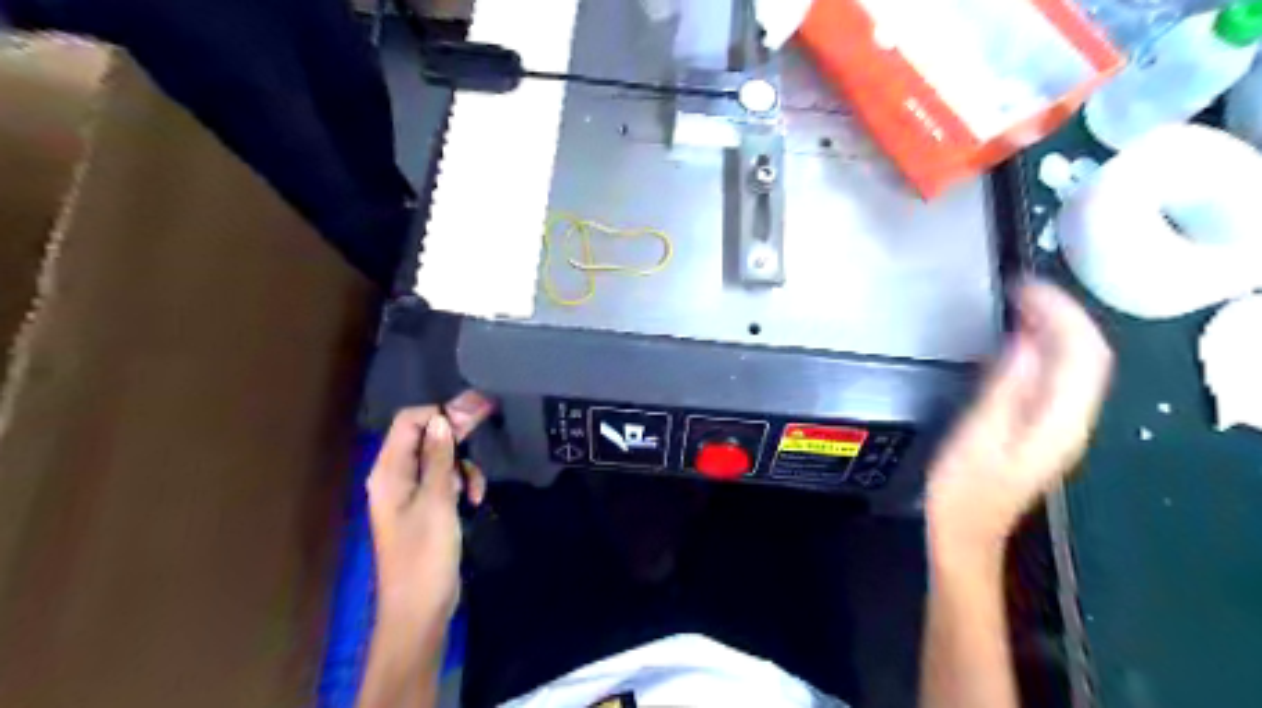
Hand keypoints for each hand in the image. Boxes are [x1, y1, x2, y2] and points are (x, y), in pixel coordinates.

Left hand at [365, 392, 491, 629]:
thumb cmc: (425, 553)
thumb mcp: (437, 500)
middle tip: (489, 416)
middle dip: (456, 429)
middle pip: (425, 436)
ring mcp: (411, 493)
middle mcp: (396, 476)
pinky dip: (462, 483)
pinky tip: (475, 499)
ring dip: (463, 465)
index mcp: (389, 471)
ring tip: (476, 489)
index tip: (474, 414)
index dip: (440, 413)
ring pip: (440, 458)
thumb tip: (441, 419)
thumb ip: (439, 457)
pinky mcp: (426, 507)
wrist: (420, 608)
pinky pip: (445, 480)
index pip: (409, 421)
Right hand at [924, 283, 1111, 553]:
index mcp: (1059, 421)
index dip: (1062, 313)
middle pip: (1088, 356)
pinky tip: (1018, 341)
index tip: (1025, 287)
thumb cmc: (963, 488)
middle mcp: (1071, 419)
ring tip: (1019, 305)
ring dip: (1054, 329)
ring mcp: (1060, 425)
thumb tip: (1025, 342)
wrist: (966, 530)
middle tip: (1019, 290)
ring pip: (1075, 364)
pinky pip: (1057, 377)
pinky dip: (1044, 350)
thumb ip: (1005, 388)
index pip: (1083, 353)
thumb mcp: (978, 435)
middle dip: (1062, 315)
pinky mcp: (1043, 426)